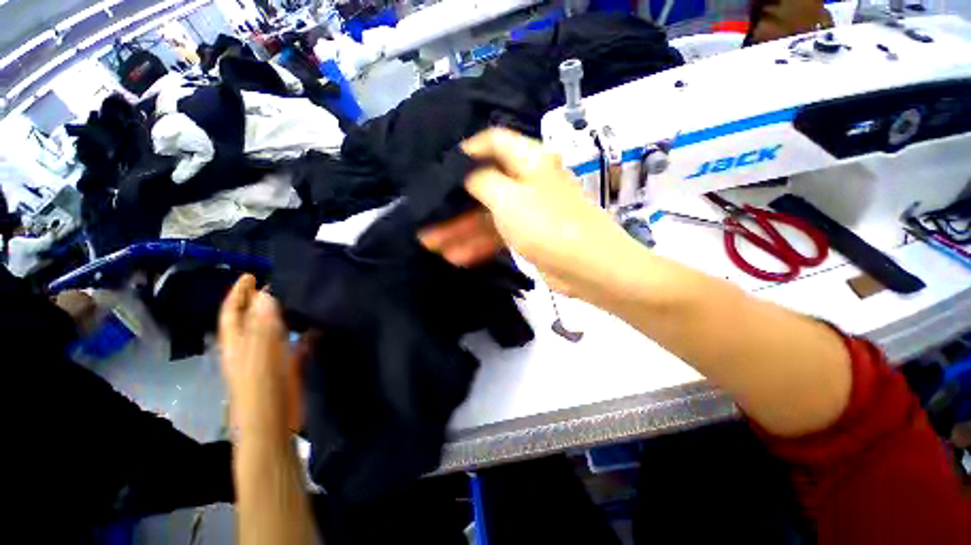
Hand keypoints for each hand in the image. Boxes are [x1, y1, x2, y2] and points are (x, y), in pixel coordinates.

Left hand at [218, 275, 295, 437]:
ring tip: (303, 299)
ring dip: (287, 315)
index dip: (239, 294)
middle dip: (263, 300)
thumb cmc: (259, 392)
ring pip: (277, 330)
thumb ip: (263, 328)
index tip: (251, 275)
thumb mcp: (259, 358)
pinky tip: (319, 327)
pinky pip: (297, 344)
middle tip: (281, 283)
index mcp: (238, 345)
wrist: (273, 424)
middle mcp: (253, 348)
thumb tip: (268, 295)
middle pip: (254, 319)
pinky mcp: (289, 366)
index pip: (233, 313)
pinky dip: (306, 333)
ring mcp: (272, 357)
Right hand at [421, 128, 640, 300]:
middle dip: (454, 204)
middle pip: (484, 186)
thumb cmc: (547, 225)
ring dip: (461, 229)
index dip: (467, 151)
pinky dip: (478, 243)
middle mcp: (528, 182)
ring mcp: (528, 211)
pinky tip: (457, 256)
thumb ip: (482, 181)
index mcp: (528, 161)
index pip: (493, 142)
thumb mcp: (508, 198)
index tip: (443, 170)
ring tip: (433, 244)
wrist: (588, 268)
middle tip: (428, 220)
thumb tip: (466, 175)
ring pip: (488, 215)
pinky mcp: (529, 236)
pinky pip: (498, 234)